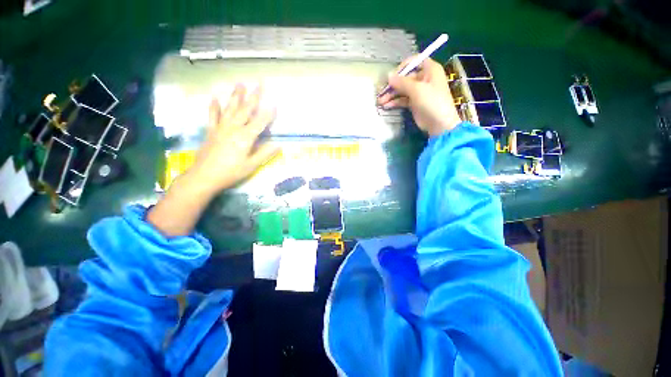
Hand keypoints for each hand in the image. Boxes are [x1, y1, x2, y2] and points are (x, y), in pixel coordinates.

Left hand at [190, 84, 278, 193]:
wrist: (204, 176)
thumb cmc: (231, 172)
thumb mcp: (252, 165)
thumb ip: (265, 154)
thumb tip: (278, 145)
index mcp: (245, 137)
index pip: (260, 122)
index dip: (269, 113)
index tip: (275, 102)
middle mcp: (234, 128)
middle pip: (246, 110)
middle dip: (254, 97)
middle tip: (260, 84)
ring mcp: (221, 128)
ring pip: (230, 108)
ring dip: (236, 96)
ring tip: (240, 84)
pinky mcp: (211, 131)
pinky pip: (213, 116)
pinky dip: (214, 106)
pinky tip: (215, 97)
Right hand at [377, 57, 461, 135]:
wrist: (439, 124)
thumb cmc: (432, 102)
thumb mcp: (417, 89)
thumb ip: (401, 82)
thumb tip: (388, 75)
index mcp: (429, 69)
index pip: (414, 61)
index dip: (402, 67)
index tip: (392, 76)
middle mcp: (424, 78)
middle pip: (405, 77)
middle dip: (392, 85)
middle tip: (380, 92)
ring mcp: (419, 92)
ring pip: (402, 90)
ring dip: (391, 95)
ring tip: (380, 101)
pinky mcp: (414, 103)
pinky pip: (402, 100)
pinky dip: (395, 102)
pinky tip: (386, 106)